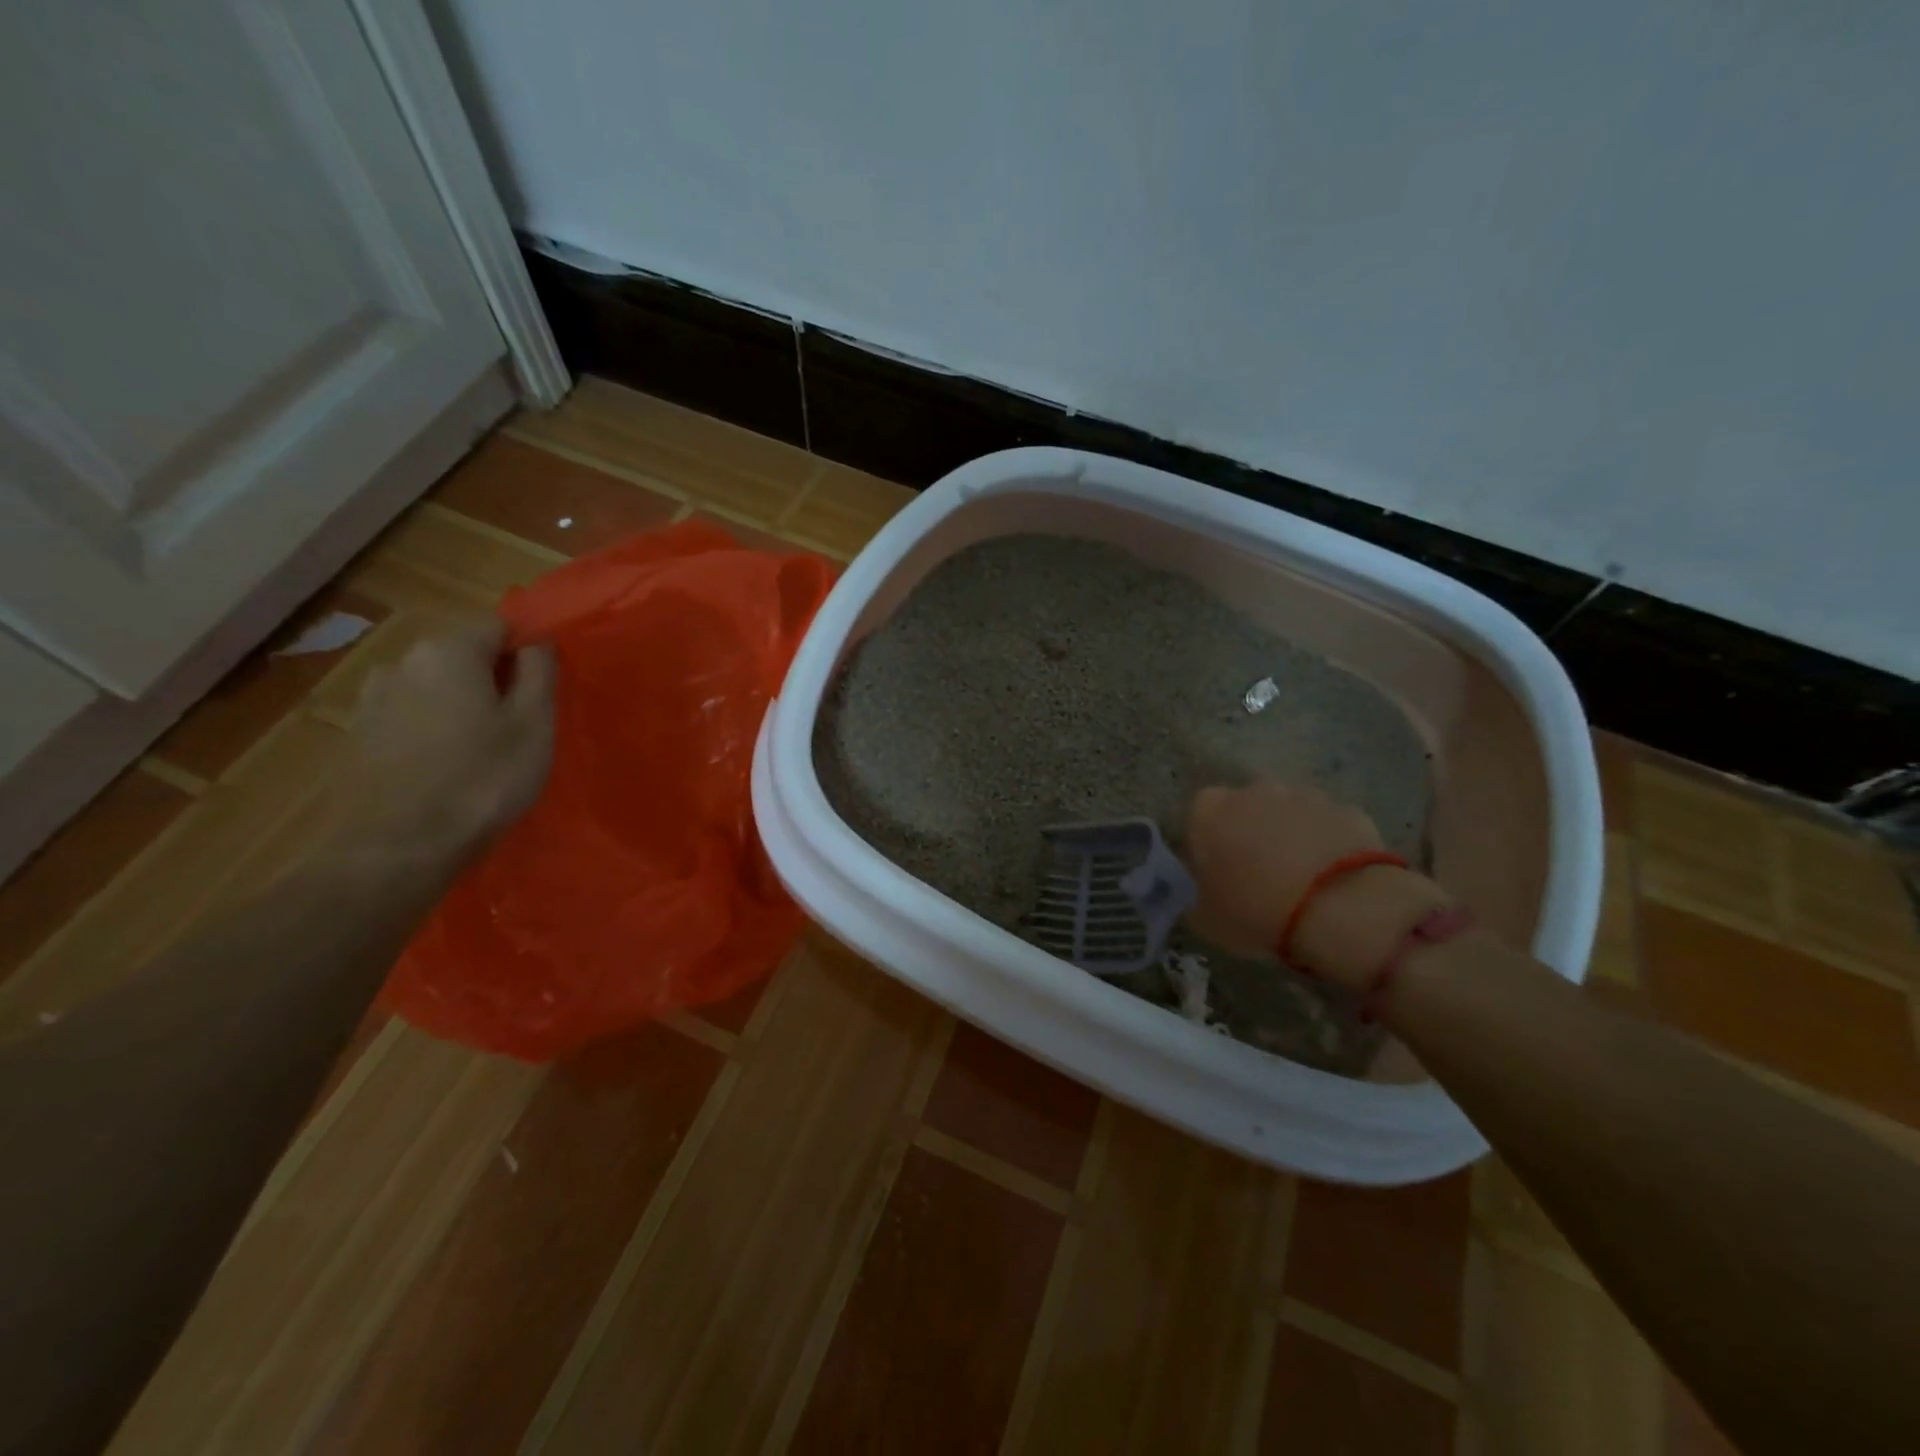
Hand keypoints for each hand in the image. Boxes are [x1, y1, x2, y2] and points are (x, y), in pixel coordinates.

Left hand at [334, 619, 555, 867]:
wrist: (395, 849)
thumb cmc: (482, 780)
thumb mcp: (534, 724)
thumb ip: (539, 673)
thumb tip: (536, 643)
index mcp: (448, 650)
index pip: (498, 624)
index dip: (526, 650)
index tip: (543, 689)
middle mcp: (402, 661)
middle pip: (462, 654)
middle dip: (492, 677)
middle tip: (519, 723)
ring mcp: (372, 698)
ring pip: (434, 686)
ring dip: (460, 704)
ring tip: (481, 749)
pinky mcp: (357, 734)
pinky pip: (410, 715)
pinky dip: (432, 728)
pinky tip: (445, 766)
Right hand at [1186, 780, 1448, 987]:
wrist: (1342, 911)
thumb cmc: (1257, 912)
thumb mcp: (1205, 918)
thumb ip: (1196, 894)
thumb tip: (1203, 888)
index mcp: (1209, 811)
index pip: (1199, 817)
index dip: (1207, 844)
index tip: (1217, 873)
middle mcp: (1253, 791)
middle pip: (1246, 809)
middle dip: (1250, 833)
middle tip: (1259, 876)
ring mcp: (1304, 796)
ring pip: (1289, 814)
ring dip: (1290, 836)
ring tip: (1301, 881)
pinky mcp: (1348, 810)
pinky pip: (1328, 826)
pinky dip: (1327, 845)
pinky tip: (1335, 880)